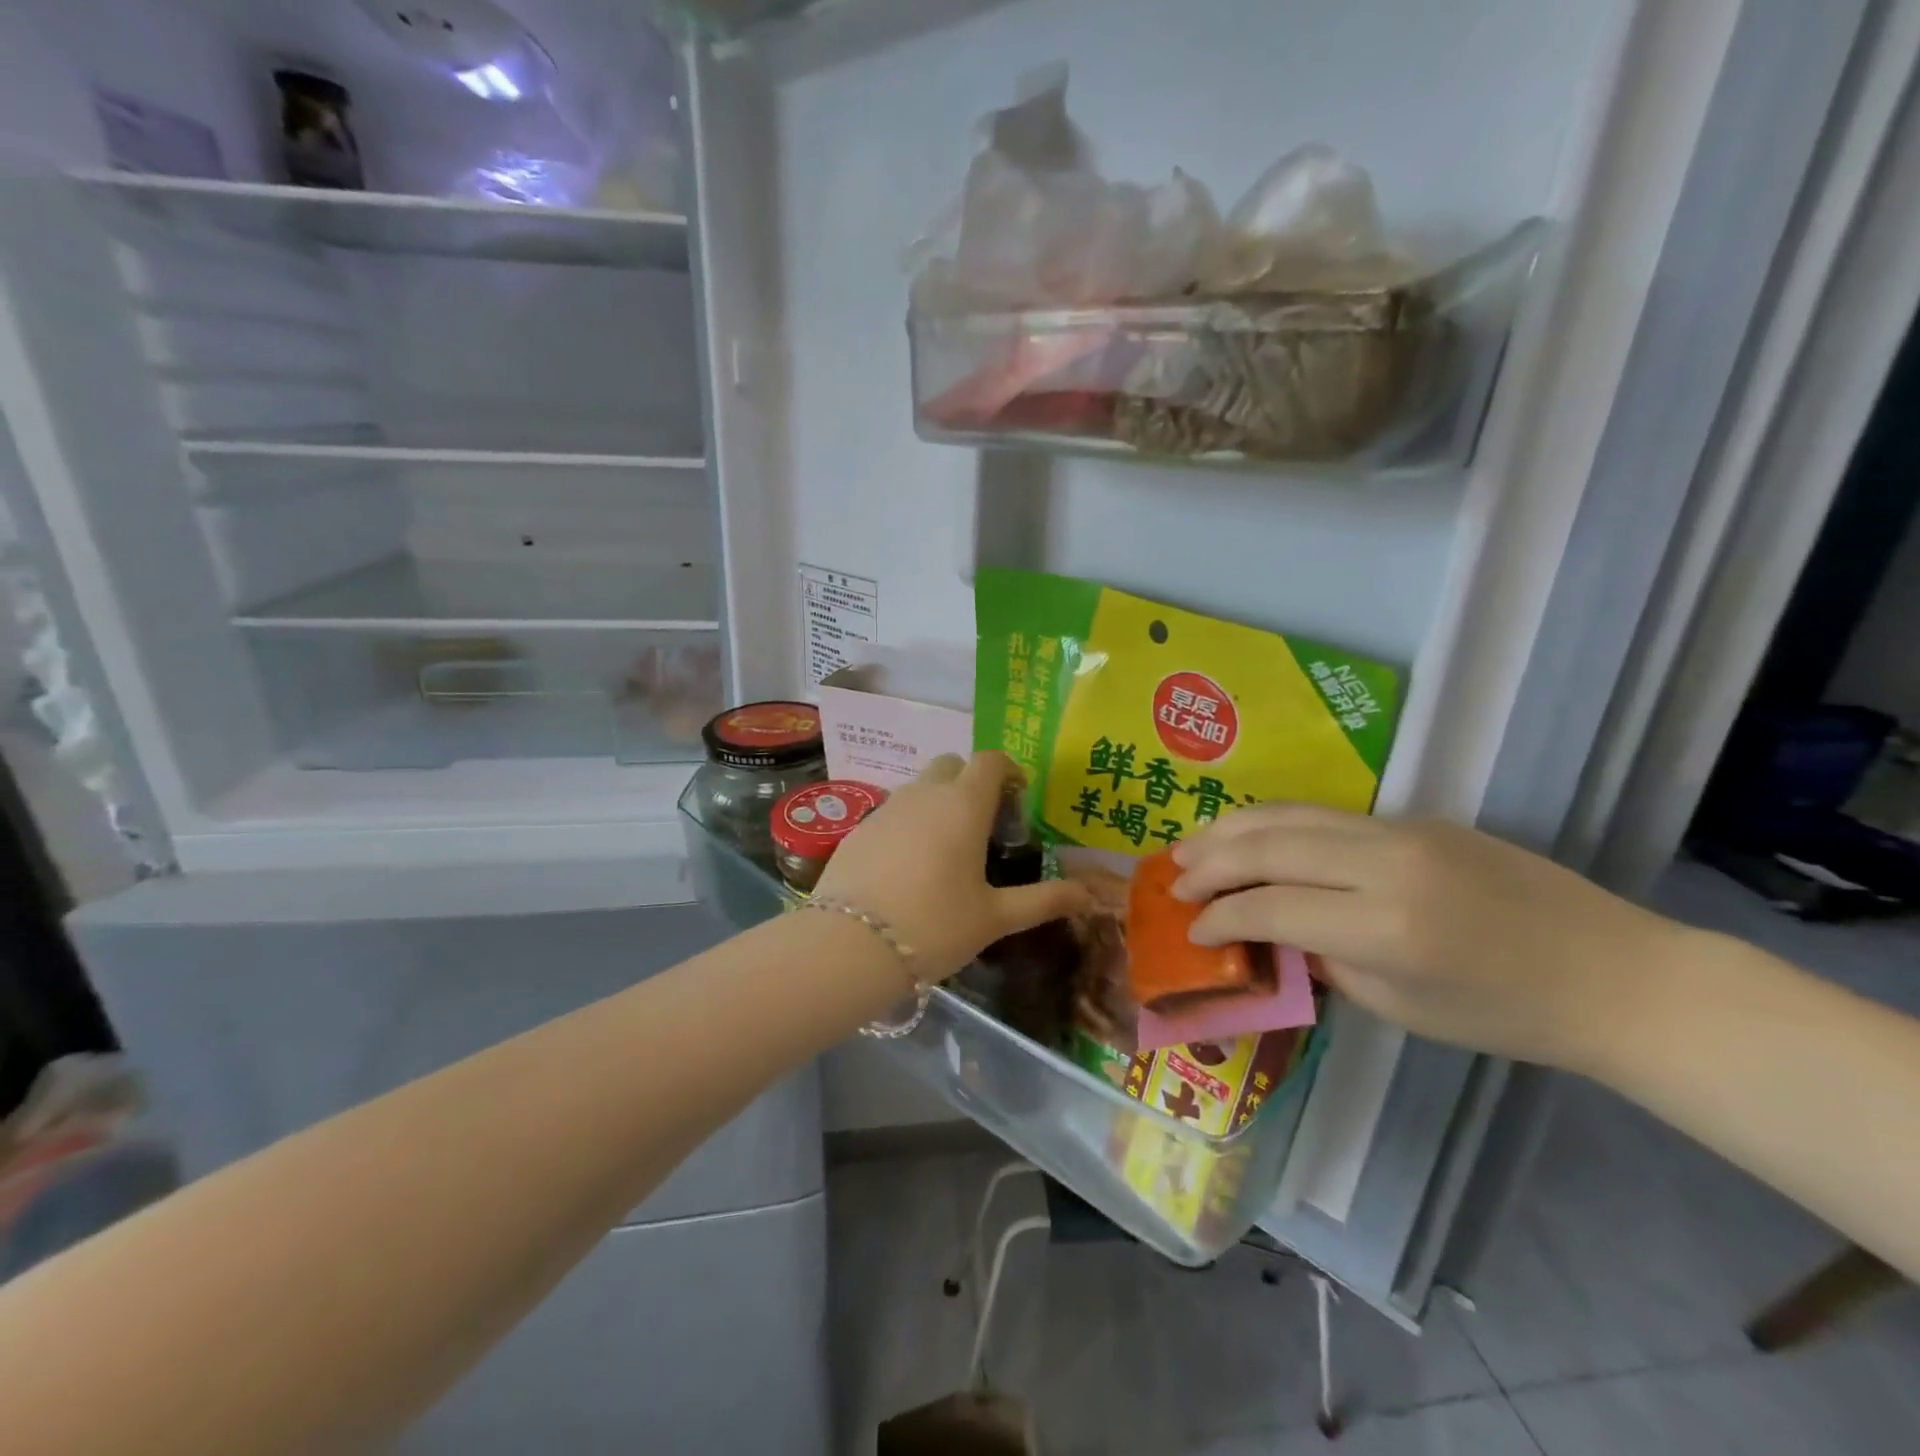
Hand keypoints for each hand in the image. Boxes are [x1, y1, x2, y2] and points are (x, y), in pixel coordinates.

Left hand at [816, 753, 1093, 980]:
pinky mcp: (859, 828)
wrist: (849, 945)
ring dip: (938, 801)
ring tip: (947, 849)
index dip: (1007, 770)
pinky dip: (909, 823)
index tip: (1017, 797)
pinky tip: (908, 866)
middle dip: (971, 781)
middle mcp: (924, 793)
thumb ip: (1043, 900)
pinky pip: (893, 811)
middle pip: (952, 764)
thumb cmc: (935, 925)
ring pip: (919, 787)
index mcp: (963, 804)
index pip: (989, 760)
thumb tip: (1089, 895)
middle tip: (984, 824)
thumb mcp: (995, 917)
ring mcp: (886, 807)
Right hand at [1170, 805, 1690, 1071]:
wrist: (1614, 973)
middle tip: (1173, 878)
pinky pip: (1323, 813)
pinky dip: (1272, 823)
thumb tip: (1266, 932)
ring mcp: (1401, 831)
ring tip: (1193, 846)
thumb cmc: (1505, 1014)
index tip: (1191, 932)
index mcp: (1385, 926)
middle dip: (1210, 860)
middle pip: (1269, 844)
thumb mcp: (1398, 1006)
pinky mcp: (1413, 818)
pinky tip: (1249, 836)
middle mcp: (1385, 864)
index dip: (1219, 918)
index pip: (1270, 906)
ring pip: (1290, 813)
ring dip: (1231, 828)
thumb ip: (1321, 961)